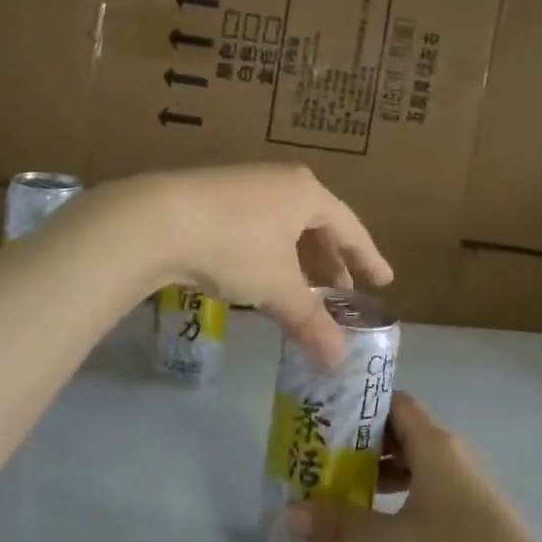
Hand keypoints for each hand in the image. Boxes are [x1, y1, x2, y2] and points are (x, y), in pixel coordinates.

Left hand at [112, 164, 391, 363]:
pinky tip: (260, 274)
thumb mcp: (278, 287)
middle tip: (342, 290)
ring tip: (303, 288)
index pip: (350, 227)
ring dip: (298, 257)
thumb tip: (339, 361)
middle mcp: (280, 181)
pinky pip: (258, 224)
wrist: (158, 219)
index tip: (383, 280)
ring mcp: (245, 184)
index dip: (367, 257)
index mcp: (306, 192)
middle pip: (317, 222)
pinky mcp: (213, 195)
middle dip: (330, 259)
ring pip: (285, 224)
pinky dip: (270, 251)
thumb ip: (311, 322)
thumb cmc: (235, 245)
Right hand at [287, 392, 541, 541]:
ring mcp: (462, 487)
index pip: (391, 401)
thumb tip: (288, 512)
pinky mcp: (469, 518)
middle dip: (358, 441)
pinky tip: (374, 522)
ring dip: (376, 472)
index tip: (321, 414)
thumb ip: (340, 526)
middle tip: (317, 454)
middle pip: (397, 431)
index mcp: (434, 444)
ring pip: (411, 463)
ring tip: (335, 488)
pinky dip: (397, 496)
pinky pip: (424, 490)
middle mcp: (449, 455)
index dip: (356, 403)